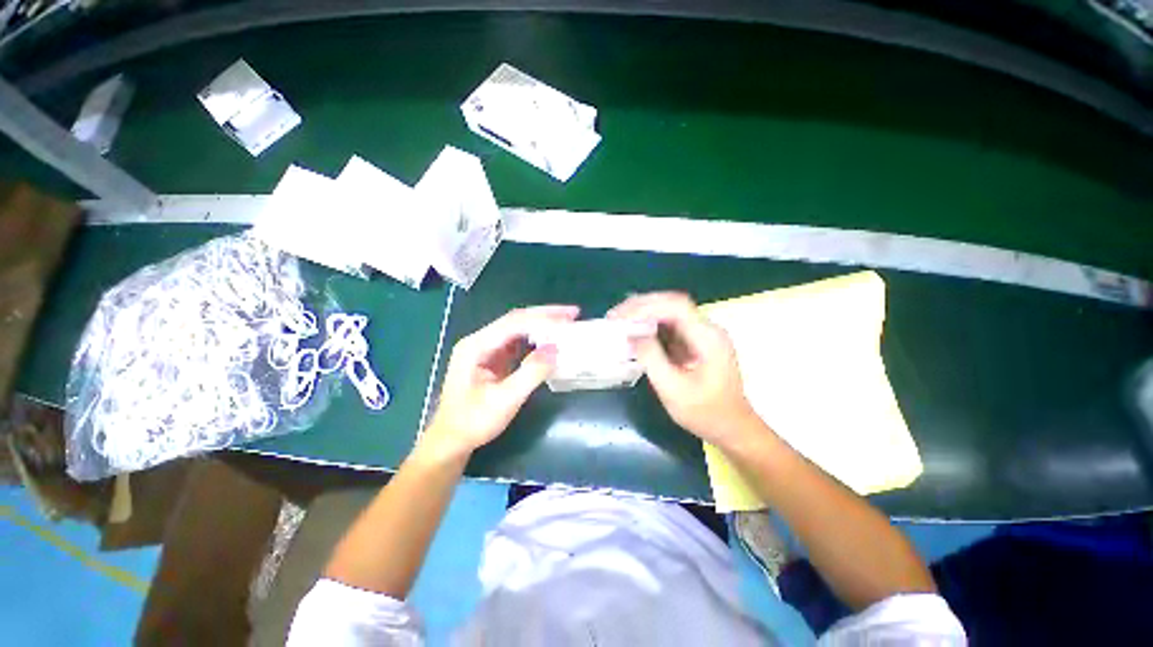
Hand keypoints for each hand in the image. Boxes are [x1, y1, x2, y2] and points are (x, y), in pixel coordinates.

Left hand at [422, 305, 579, 458]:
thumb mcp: (505, 400)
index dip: (543, 319)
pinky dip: (536, 339)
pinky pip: (518, 342)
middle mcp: (480, 341)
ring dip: (542, 324)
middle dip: (545, 315)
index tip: (568, 319)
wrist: (452, 441)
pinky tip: (550, 339)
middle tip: (572, 313)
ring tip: (566, 322)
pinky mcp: (494, 359)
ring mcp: (487, 349)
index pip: (514, 323)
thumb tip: (556, 349)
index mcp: (476, 346)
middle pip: (516, 320)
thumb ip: (531, 372)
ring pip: (518, 328)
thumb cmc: (474, 422)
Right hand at [609, 292, 758, 446]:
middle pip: (672, 303)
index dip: (645, 307)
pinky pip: (669, 325)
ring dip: (643, 312)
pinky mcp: (694, 341)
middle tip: (614, 316)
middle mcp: (707, 329)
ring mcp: (701, 334)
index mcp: (707, 337)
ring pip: (669, 311)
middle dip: (641, 306)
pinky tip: (633, 329)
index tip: (620, 318)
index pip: (675, 307)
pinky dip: (649, 324)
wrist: (730, 427)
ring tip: (618, 319)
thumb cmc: (704, 413)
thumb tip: (631, 334)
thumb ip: (651, 358)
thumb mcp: (672, 389)